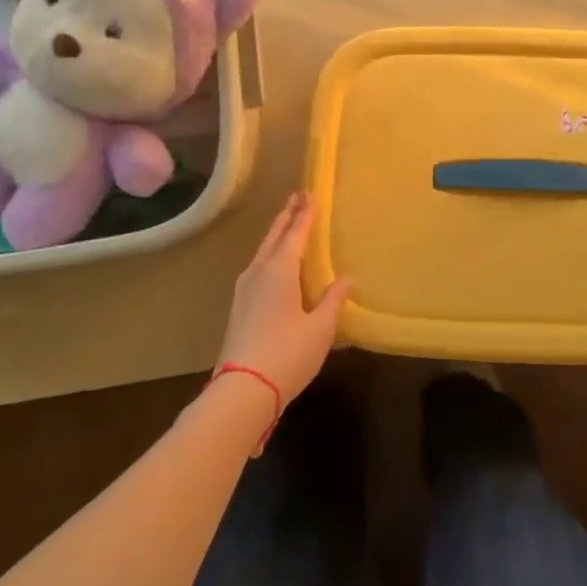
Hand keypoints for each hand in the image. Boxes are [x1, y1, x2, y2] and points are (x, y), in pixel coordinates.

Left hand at [218, 193, 351, 402]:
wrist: (243, 391)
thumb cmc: (288, 353)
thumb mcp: (321, 327)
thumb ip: (334, 299)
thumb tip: (348, 279)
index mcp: (279, 270)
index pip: (295, 234)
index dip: (305, 214)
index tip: (309, 194)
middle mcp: (258, 273)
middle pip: (273, 237)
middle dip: (286, 217)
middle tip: (296, 199)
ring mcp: (244, 291)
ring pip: (262, 253)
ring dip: (276, 236)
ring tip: (288, 227)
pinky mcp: (239, 308)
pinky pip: (257, 269)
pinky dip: (270, 256)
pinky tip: (276, 266)